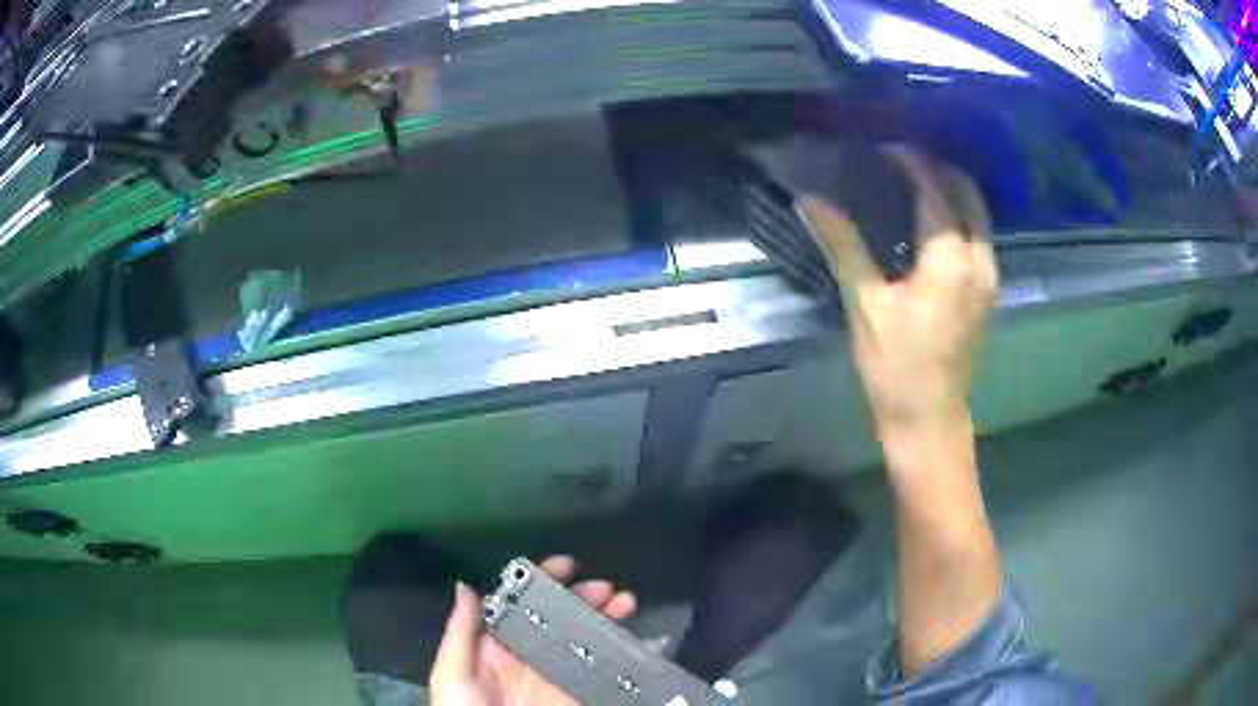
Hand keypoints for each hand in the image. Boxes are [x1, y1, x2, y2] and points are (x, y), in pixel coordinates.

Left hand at [430, 556, 637, 705]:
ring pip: (587, 640)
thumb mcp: (453, 675)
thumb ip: (461, 633)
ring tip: (626, 603)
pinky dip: (626, 654)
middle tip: (605, 588)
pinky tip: (639, 639)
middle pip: (560, 620)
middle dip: (583, 598)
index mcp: (498, 649)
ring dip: (607, 619)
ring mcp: (560, 678)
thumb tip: (467, 585)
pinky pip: (607, 673)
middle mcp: (532, 658)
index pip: (521, 608)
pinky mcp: (583, 697)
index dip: (543, 583)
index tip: (567, 566)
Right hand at [797, 146, 996, 435]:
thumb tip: (811, 200)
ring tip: (916, 180)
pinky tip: (932, 218)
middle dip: (938, 168)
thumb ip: (844, 245)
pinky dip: (959, 214)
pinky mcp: (988, 291)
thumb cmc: (895, 367)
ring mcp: (989, 277)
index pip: (934, 191)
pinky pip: (979, 234)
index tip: (885, 147)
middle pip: (968, 194)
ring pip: (978, 214)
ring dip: (951, 189)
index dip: (912, 162)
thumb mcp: (865, 304)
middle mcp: (979, 261)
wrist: (930, 418)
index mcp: (950, 261)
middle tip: (903, 159)